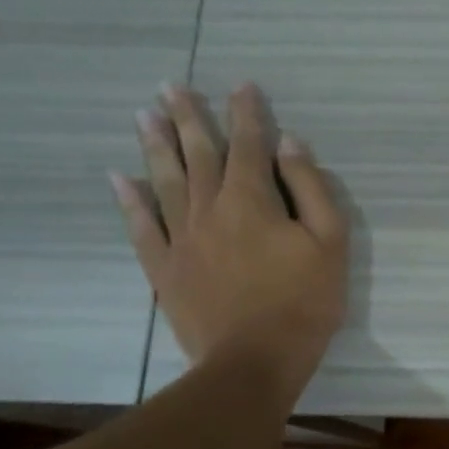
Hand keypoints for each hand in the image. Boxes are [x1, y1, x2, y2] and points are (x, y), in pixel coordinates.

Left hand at [111, 84, 348, 401]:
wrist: (254, 362)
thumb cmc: (304, 302)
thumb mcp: (329, 243)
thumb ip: (311, 188)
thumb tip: (289, 144)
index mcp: (252, 199)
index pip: (248, 143)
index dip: (247, 112)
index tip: (242, 86)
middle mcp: (209, 208)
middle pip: (197, 153)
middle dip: (187, 117)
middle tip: (170, 86)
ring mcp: (181, 238)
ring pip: (165, 181)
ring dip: (155, 145)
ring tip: (143, 114)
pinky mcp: (165, 269)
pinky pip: (142, 226)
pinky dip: (129, 200)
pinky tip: (119, 179)